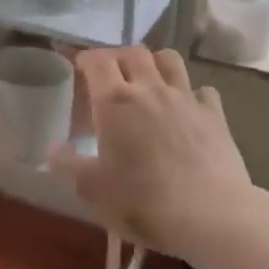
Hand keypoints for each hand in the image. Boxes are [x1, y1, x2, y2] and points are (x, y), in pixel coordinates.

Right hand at [50, 47, 253, 260]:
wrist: (212, 216)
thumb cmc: (143, 202)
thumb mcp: (94, 191)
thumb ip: (71, 166)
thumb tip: (53, 150)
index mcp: (115, 101)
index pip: (97, 60)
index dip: (86, 58)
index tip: (79, 67)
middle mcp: (150, 88)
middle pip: (133, 52)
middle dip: (118, 57)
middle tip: (110, 76)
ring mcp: (186, 98)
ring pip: (169, 59)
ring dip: (155, 63)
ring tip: (148, 81)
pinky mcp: (215, 115)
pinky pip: (203, 90)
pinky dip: (192, 94)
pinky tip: (187, 109)